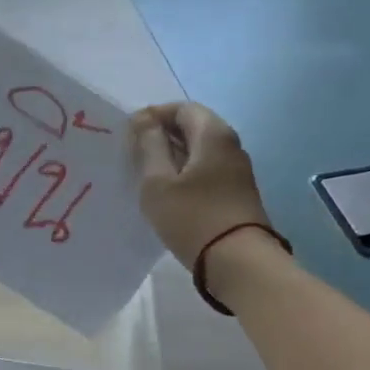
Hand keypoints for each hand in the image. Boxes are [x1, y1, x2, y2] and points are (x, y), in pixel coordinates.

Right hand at [129, 102, 275, 270]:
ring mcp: (238, 171)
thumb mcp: (158, 182)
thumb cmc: (192, 217)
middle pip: (193, 128)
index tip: (130, 135)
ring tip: (147, 177)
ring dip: (173, 158)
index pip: (182, 108)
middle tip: (134, 157)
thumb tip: (144, 119)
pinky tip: (169, 195)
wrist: (239, 262)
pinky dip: (186, 175)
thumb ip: (149, 145)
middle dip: (162, 137)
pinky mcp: (238, 193)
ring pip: (200, 152)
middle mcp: (231, 145)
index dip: (154, 116)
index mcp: (213, 134)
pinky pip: (207, 172)